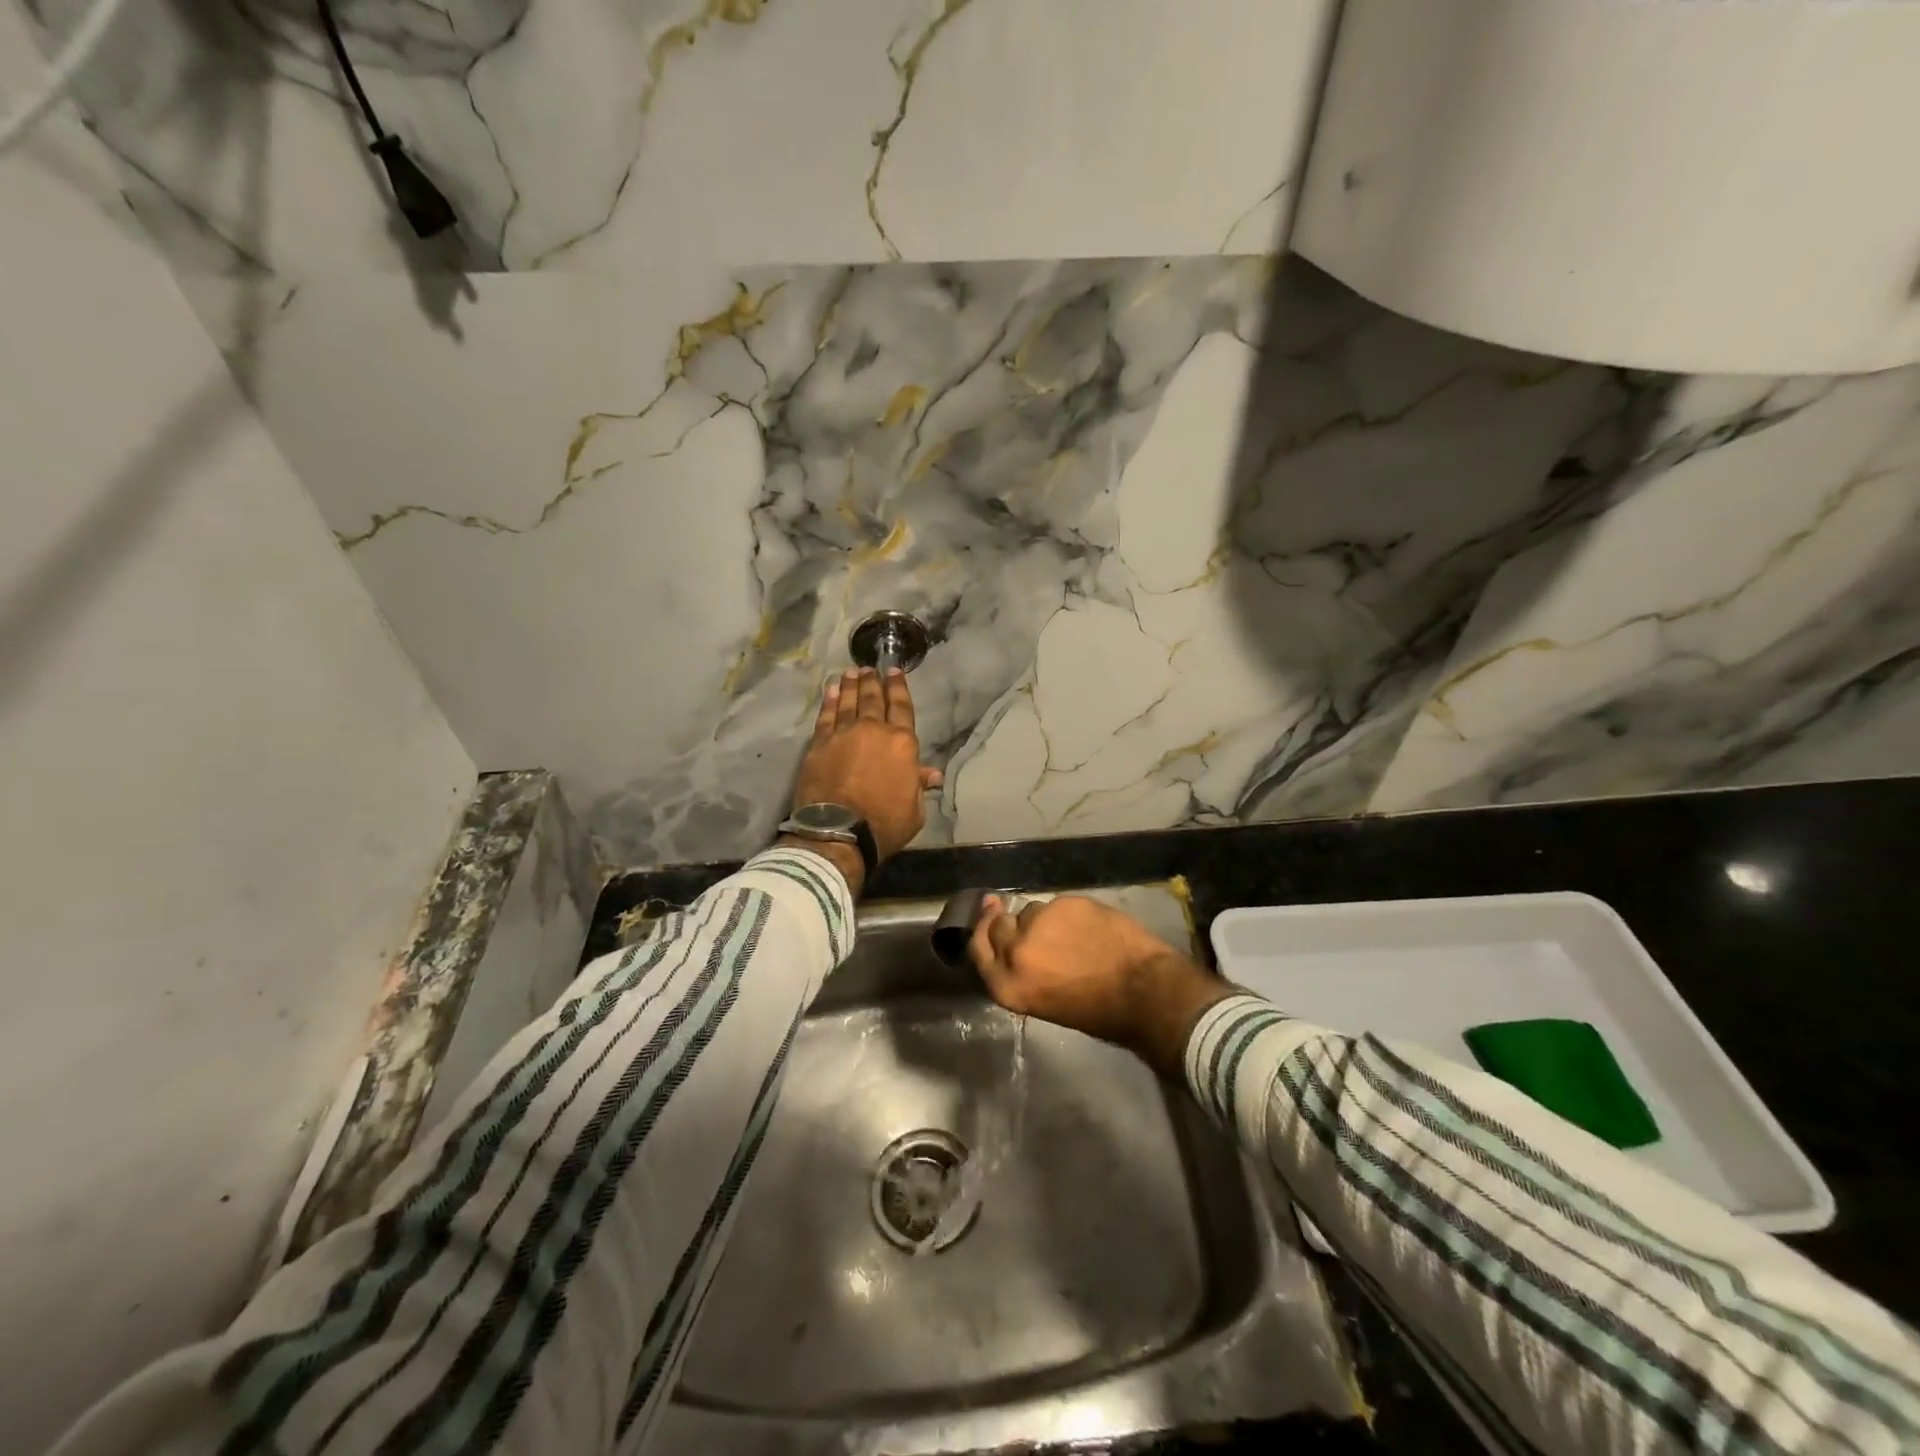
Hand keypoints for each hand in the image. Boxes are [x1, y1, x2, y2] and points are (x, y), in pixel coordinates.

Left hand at [791, 668, 940, 863]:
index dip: (898, 687)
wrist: (839, 831)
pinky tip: (831, 690)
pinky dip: (829, 701)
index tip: (894, 671)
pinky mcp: (819, 744)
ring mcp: (844, 734)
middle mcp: (874, 731)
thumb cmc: (884, 823)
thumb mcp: (914, 810)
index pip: (901, 707)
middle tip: (869, 668)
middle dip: (873, 681)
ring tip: (851, 672)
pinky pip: (826, 716)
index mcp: (902, 743)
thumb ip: (919, 786)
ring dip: (851, 686)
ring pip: (849, 703)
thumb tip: (932, 774)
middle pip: (873, 699)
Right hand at [968, 894, 1232, 1076]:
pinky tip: (1088, 926)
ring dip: (1043, 920)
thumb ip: (1021, 973)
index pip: (979, 950)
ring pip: (1031, 911)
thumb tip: (1015, 948)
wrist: (1144, 991)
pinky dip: (1068, 914)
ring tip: (1070, 935)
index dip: (981, 931)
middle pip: (999, 925)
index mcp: (1009, 986)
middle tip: (1034, 929)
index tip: (988, 914)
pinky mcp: (1065, 904)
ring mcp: (1040, 924)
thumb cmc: (1099, 1012)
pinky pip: (1057, 904)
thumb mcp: (1045, 1003)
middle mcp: (1016, 953)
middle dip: (1010, 924)